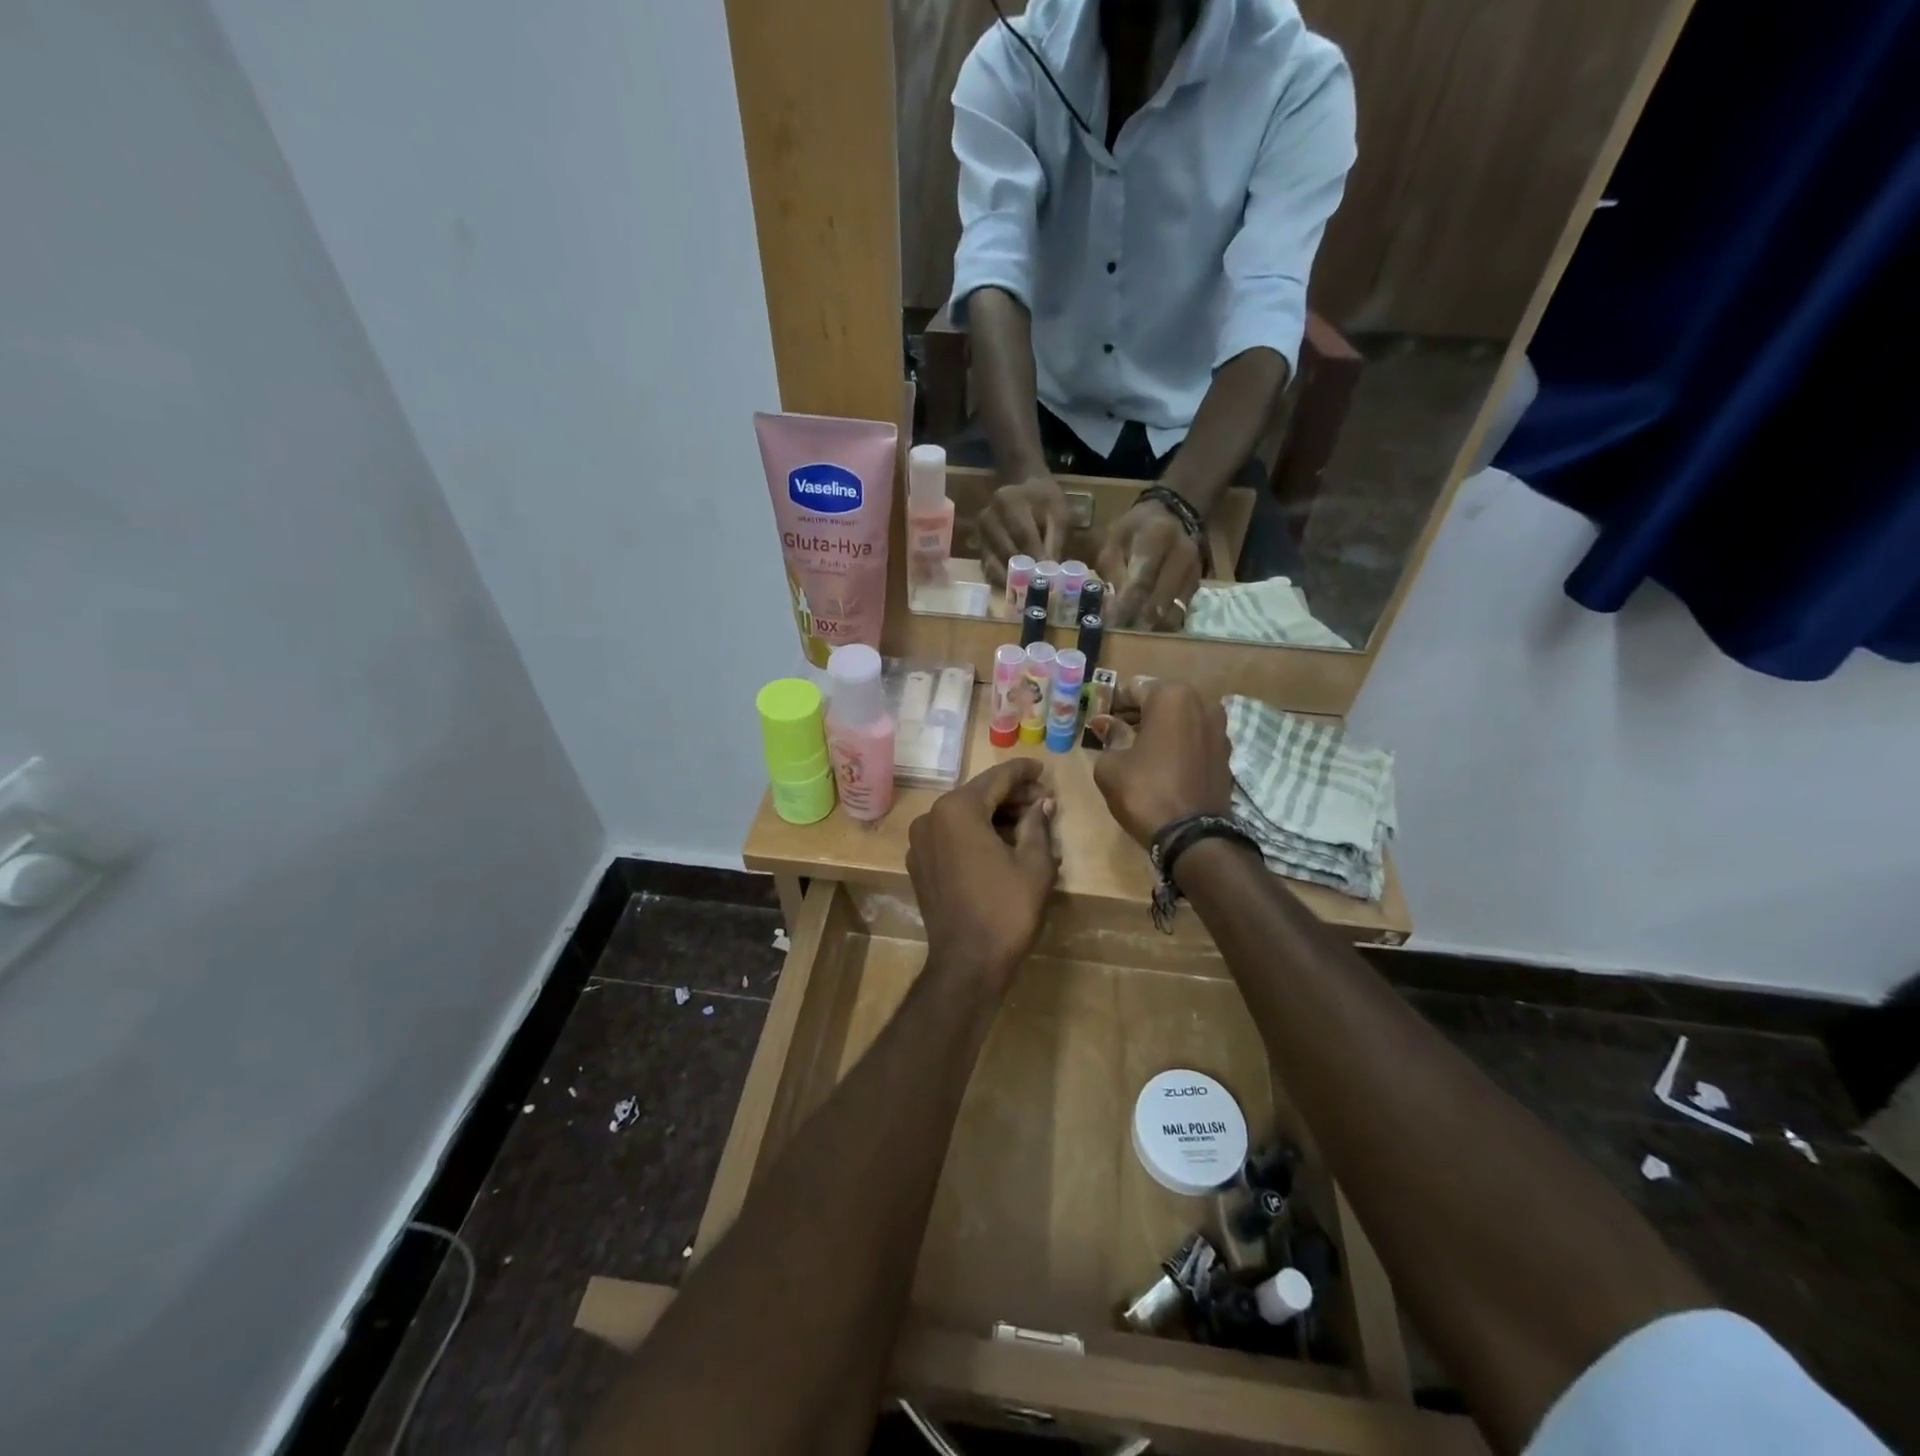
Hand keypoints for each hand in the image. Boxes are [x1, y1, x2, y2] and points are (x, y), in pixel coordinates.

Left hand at [906, 759, 1057, 988]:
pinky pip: (951, 836)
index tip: (1043, 768)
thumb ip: (1038, 824)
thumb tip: (1042, 803)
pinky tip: (1002, 842)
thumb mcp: (1034, 864)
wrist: (967, 963)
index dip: (1023, 772)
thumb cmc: (1006, 909)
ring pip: (963, 816)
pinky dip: (975, 833)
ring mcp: (920, 842)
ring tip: (1029, 821)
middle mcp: (931, 817)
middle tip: (1043, 799)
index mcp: (957, 809)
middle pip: (978, 795)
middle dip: (1011, 795)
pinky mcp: (919, 864)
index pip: (997, 778)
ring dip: (995, 815)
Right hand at [979, 477, 1069, 588]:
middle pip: (1006, 551)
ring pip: (993, 563)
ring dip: (1011, 580)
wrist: (1022, 485)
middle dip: (1024, 573)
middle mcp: (988, 517)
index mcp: (1009, 501)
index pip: (1023, 535)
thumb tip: (1051, 572)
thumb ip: (1055, 541)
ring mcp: (979, 533)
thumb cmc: (1044, 500)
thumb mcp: (1057, 513)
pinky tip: (1015, 588)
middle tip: (1040, 590)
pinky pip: (987, 568)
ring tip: (1028, 592)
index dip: (1036, 558)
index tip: (1050, 577)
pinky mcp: (978, 547)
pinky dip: (1001, 580)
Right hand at [1087, 681, 1231, 846]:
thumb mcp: (1112, 763)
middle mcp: (1202, 703)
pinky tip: (1159, 763)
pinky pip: (1193, 739)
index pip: (1133, 689)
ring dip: (1158, 728)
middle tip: (1113, 732)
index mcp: (1172, 696)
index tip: (1097, 718)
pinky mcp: (1226, 753)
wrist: (1193, 836)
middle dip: (1136, 714)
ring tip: (1135, 749)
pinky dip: (1176, 744)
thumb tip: (1104, 722)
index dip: (1111, 703)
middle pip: (1160, 701)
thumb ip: (1110, 735)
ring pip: (1179, 719)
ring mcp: (1219, 728)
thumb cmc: (1145, 790)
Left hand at [1095, 500, 1201, 631]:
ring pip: (1174, 611)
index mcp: (1157, 538)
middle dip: (1137, 621)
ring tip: (1130, 634)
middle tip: (1118, 633)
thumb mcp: (1114, 540)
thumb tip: (1111, 608)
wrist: (1172, 514)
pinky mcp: (1197, 585)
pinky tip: (1146, 629)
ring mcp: (1193, 572)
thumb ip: (1112, 572)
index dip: (1125, 606)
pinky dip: (1163, 625)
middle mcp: (1182, 555)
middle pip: (1160, 600)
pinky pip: (1181, 612)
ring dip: (1151, 628)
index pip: (1142, 581)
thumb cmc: (1135, 529)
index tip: (1110, 624)